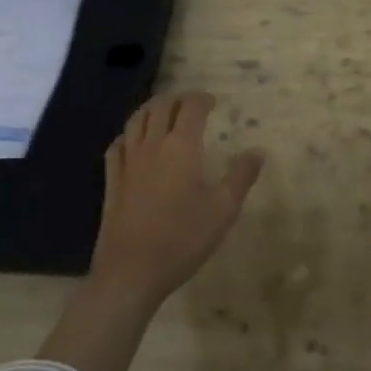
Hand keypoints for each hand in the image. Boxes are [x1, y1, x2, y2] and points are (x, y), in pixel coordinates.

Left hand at [90, 91, 263, 305]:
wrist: (131, 272)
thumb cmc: (183, 238)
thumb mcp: (223, 210)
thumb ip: (242, 176)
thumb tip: (258, 150)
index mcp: (182, 146)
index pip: (191, 107)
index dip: (202, 99)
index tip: (212, 102)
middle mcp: (153, 145)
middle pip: (161, 107)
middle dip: (177, 99)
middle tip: (190, 104)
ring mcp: (128, 162)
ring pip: (136, 120)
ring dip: (151, 109)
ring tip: (163, 113)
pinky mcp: (112, 181)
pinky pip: (117, 146)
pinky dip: (127, 135)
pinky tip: (132, 142)